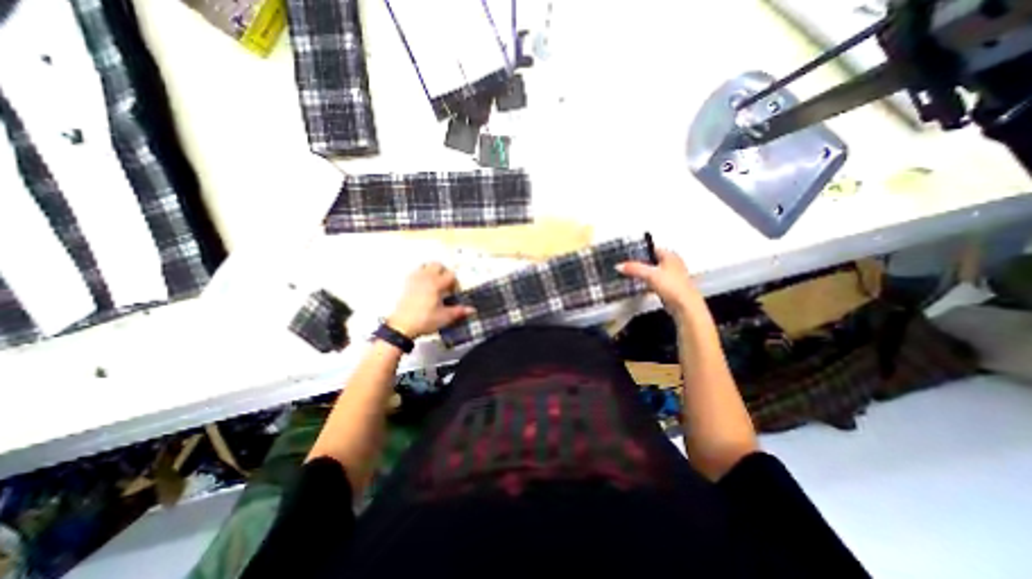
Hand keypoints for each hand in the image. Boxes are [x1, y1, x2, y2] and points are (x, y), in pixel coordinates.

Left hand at [388, 262, 475, 338]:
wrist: (402, 326)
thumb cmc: (424, 320)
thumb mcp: (444, 317)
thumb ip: (459, 311)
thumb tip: (472, 310)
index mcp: (436, 284)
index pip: (450, 275)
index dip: (455, 283)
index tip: (454, 293)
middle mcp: (425, 278)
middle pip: (438, 265)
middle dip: (444, 272)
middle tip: (447, 284)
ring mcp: (414, 279)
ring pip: (425, 265)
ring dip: (432, 271)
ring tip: (435, 283)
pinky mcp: (406, 284)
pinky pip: (415, 272)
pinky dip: (422, 274)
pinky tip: (424, 286)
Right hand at [617, 249, 705, 321]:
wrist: (685, 306)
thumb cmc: (673, 286)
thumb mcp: (649, 275)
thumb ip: (634, 269)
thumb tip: (619, 266)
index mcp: (670, 255)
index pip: (652, 248)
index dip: (640, 251)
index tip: (628, 255)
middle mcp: (673, 263)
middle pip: (652, 260)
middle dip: (640, 263)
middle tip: (627, 265)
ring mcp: (672, 276)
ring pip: (654, 271)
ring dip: (644, 273)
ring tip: (632, 275)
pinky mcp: (670, 287)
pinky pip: (655, 281)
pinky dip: (648, 283)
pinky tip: (641, 286)